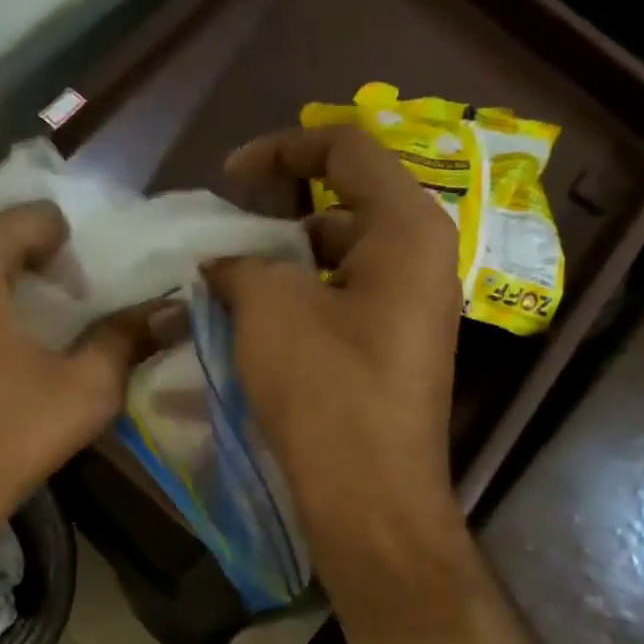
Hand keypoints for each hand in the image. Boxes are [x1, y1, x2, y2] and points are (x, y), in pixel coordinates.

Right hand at [203, 127, 465, 590]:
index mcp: (407, 229)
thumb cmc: (326, 388)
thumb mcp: (269, 308)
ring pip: (338, 259)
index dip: (282, 147)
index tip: (228, 177)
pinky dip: (298, 301)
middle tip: (225, 244)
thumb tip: (222, 264)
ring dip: (282, 266)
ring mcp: (411, 308)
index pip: (348, 148)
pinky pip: (341, 301)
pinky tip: (254, 328)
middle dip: (277, 216)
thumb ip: (240, 264)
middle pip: (343, 204)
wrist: (369, 496)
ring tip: (229, 289)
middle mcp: (422, 259)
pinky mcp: (393, 349)